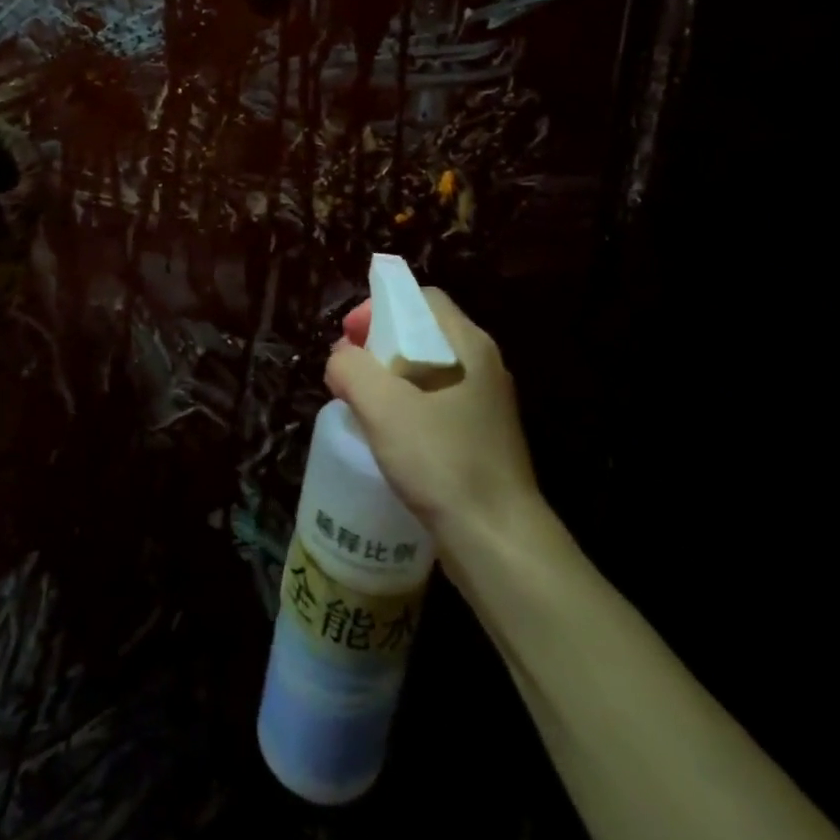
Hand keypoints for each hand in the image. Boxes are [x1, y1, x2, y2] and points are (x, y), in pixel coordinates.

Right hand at [324, 288, 546, 546]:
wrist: (498, 540)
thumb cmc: (442, 461)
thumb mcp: (383, 407)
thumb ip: (352, 369)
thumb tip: (341, 360)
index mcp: (469, 345)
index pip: (422, 299)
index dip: (380, 308)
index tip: (349, 336)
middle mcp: (483, 365)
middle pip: (423, 332)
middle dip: (378, 343)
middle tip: (347, 370)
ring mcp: (485, 403)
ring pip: (427, 370)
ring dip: (389, 377)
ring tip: (360, 402)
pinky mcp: (480, 437)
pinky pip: (436, 402)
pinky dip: (406, 405)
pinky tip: (387, 434)